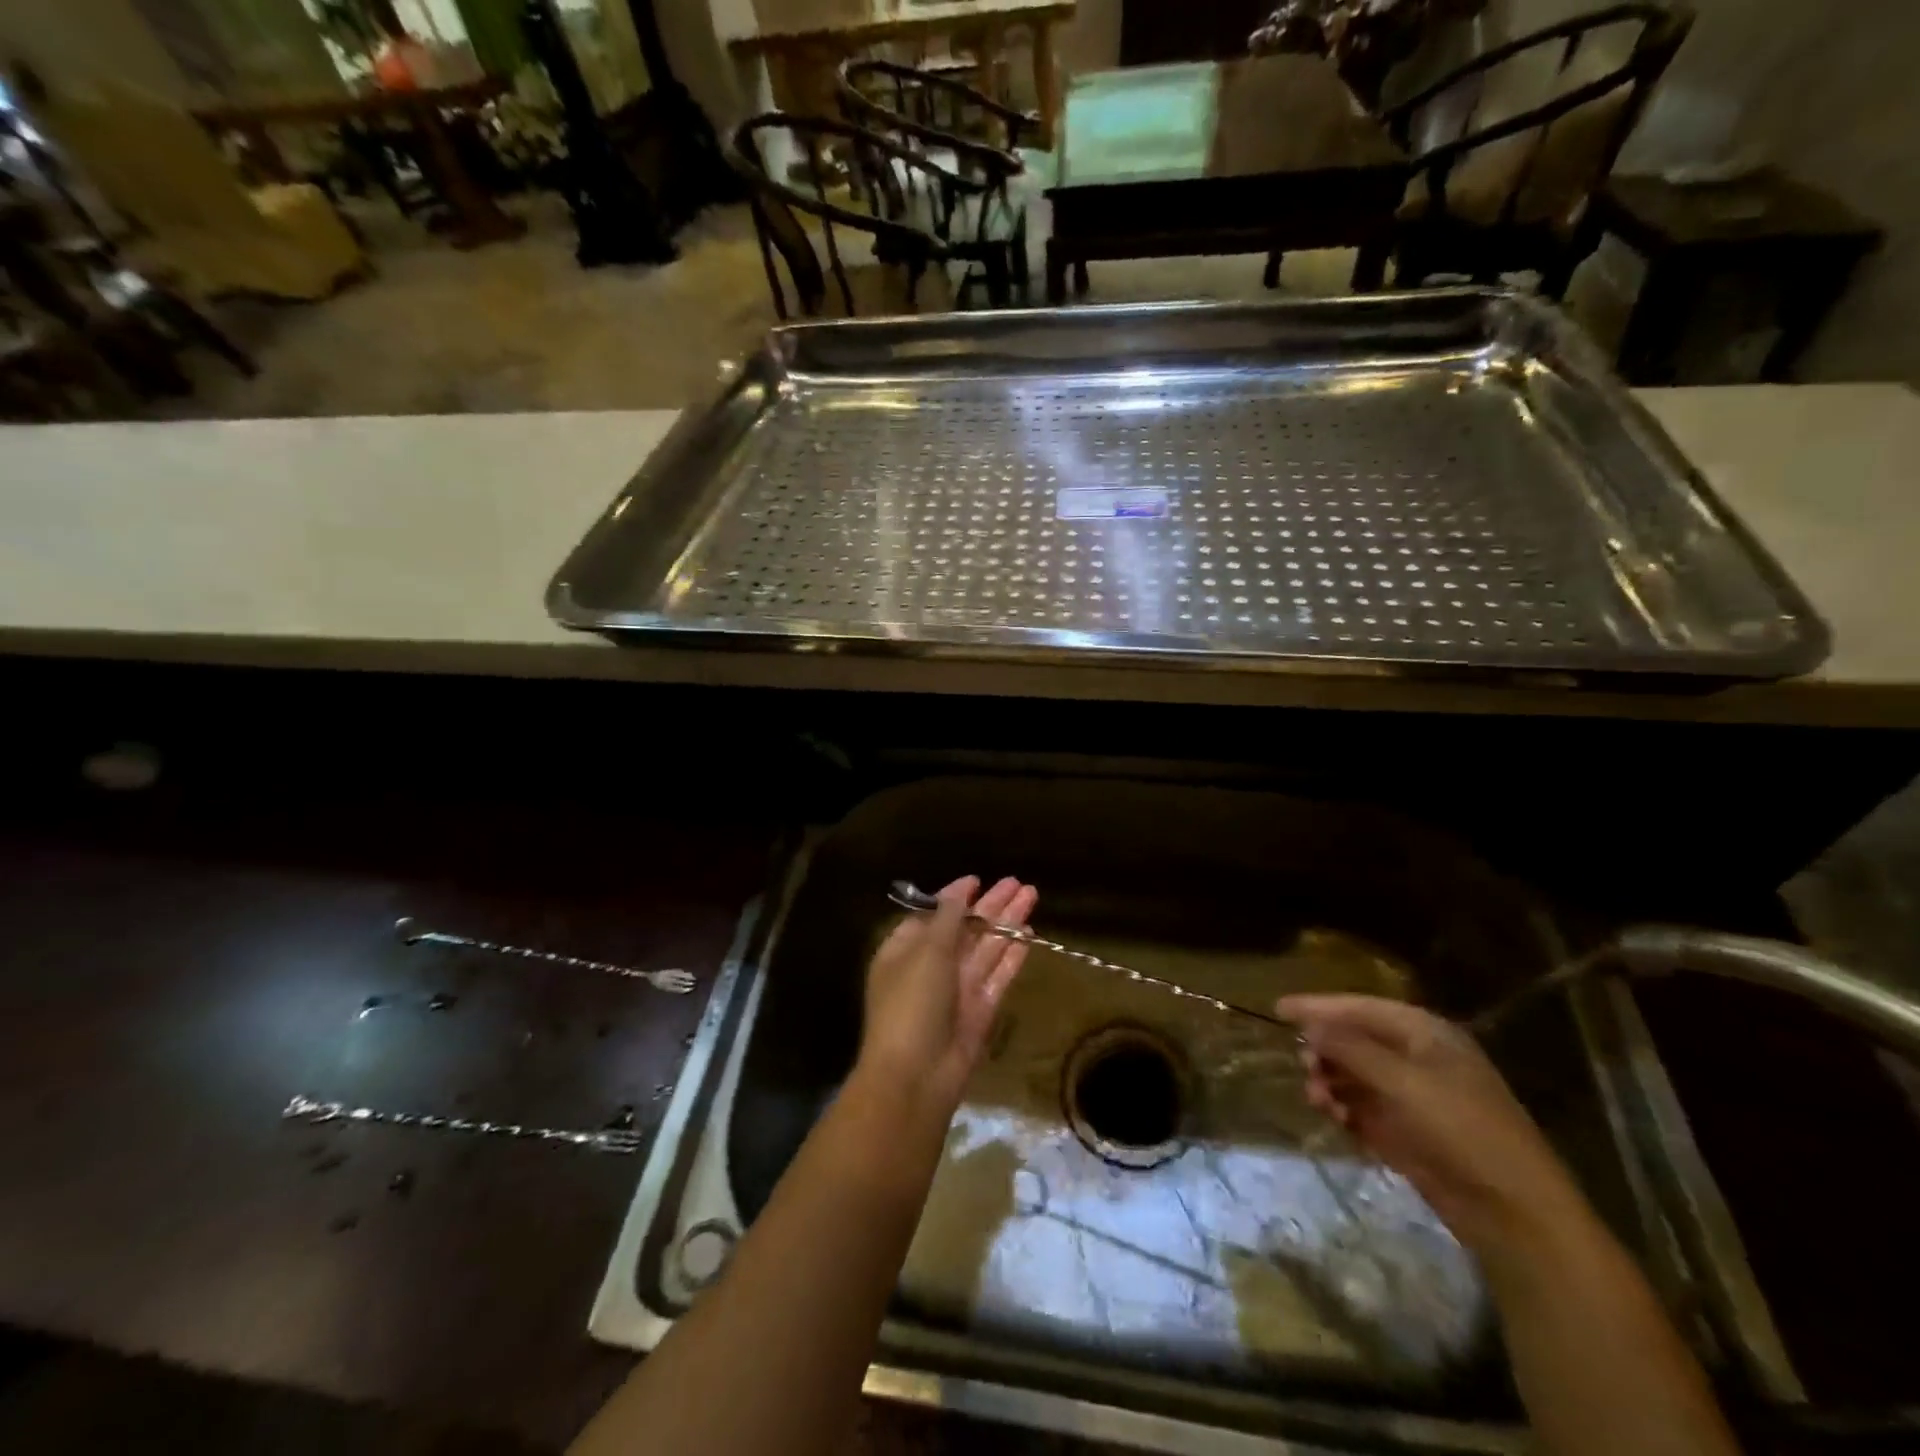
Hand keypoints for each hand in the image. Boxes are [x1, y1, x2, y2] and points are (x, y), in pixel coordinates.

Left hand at [856, 876, 1036, 1116]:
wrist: (917, 1074)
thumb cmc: (912, 1002)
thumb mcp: (926, 951)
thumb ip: (947, 919)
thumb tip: (958, 892)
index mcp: (905, 950)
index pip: (932, 916)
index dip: (954, 897)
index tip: (976, 880)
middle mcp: (931, 966)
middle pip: (965, 928)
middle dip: (990, 905)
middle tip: (1017, 882)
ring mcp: (957, 989)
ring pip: (986, 947)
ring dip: (1007, 922)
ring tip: (1031, 895)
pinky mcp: (980, 1009)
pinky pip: (998, 974)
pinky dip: (1012, 954)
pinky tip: (1029, 933)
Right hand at [1277, 994, 1584, 1251]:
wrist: (1514, 1213)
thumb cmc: (1462, 1130)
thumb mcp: (1403, 1082)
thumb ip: (1352, 1049)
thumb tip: (1309, 1027)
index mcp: (1425, 1035)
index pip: (1361, 1008)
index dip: (1319, 1007)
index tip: (1278, 1009)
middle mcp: (1417, 1059)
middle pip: (1355, 1040)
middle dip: (1326, 1050)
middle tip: (1304, 1065)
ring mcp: (1412, 1097)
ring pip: (1354, 1076)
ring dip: (1331, 1082)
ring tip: (1318, 1099)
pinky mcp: (1407, 1133)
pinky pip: (1362, 1109)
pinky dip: (1344, 1110)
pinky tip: (1335, 1119)